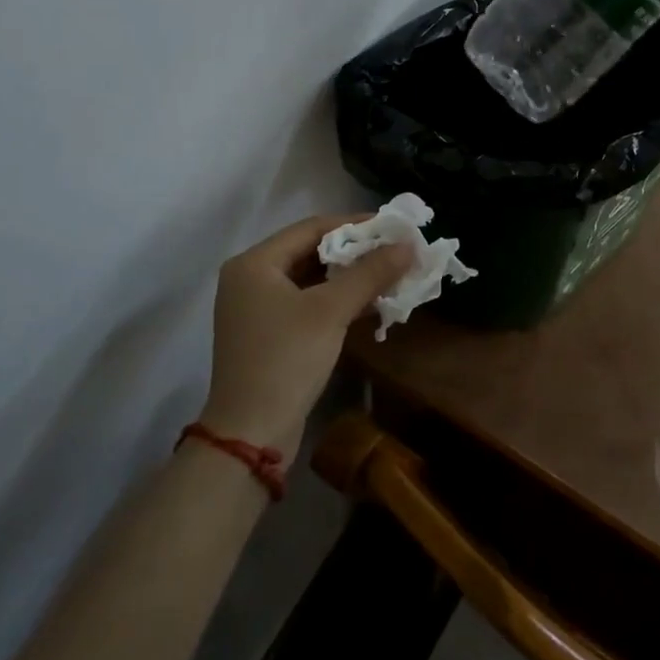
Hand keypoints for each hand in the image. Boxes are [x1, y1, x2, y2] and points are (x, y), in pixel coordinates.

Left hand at [197, 215, 412, 453]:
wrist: (251, 435)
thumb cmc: (286, 359)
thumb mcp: (331, 311)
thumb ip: (370, 273)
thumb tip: (409, 245)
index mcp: (254, 263)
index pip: (312, 227)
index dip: (355, 223)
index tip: (393, 226)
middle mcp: (251, 279)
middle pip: (311, 251)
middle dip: (356, 251)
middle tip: (395, 250)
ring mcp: (257, 309)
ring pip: (312, 279)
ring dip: (351, 277)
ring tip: (391, 274)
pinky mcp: (269, 335)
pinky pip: (309, 303)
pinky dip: (338, 300)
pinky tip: (372, 303)